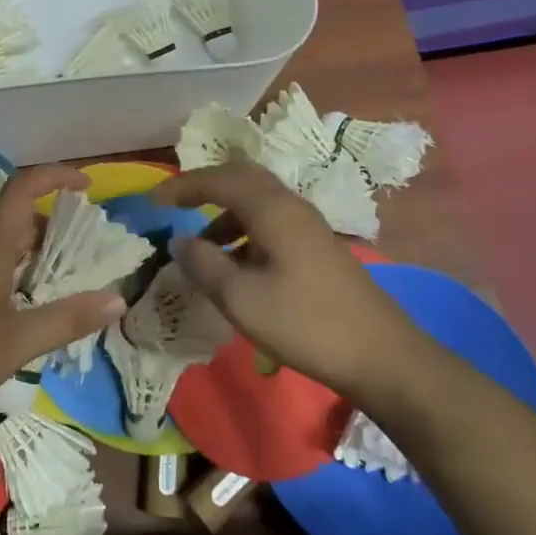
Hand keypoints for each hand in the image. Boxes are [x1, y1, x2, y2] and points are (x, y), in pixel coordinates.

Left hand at [0, 164, 125, 431]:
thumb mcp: (20, 341)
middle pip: (18, 219)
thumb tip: (118, 299)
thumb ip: (69, 319)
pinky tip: (32, 306)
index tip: (86, 185)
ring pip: (5, 246)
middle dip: (55, 224)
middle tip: (89, 248)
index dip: (54, 176)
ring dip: (38, 253)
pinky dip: (20, 273)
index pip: (21, 189)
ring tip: (70, 278)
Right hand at [150, 161, 416, 399]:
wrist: (382, 356)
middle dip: (204, 189)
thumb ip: (205, 264)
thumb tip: (180, 240)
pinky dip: (244, 232)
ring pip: (258, 202)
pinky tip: (237, 266)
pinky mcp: (318, 247)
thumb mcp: (242, 299)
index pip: (219, 179)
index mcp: (272, 209)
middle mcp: (291, 205)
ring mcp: (309, 226)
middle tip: (175, 207)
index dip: (182, 185)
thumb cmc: (306, 323)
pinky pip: (271, 222)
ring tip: (201, 247)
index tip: (153, 201)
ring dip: (225, 215)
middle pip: (241, 179)